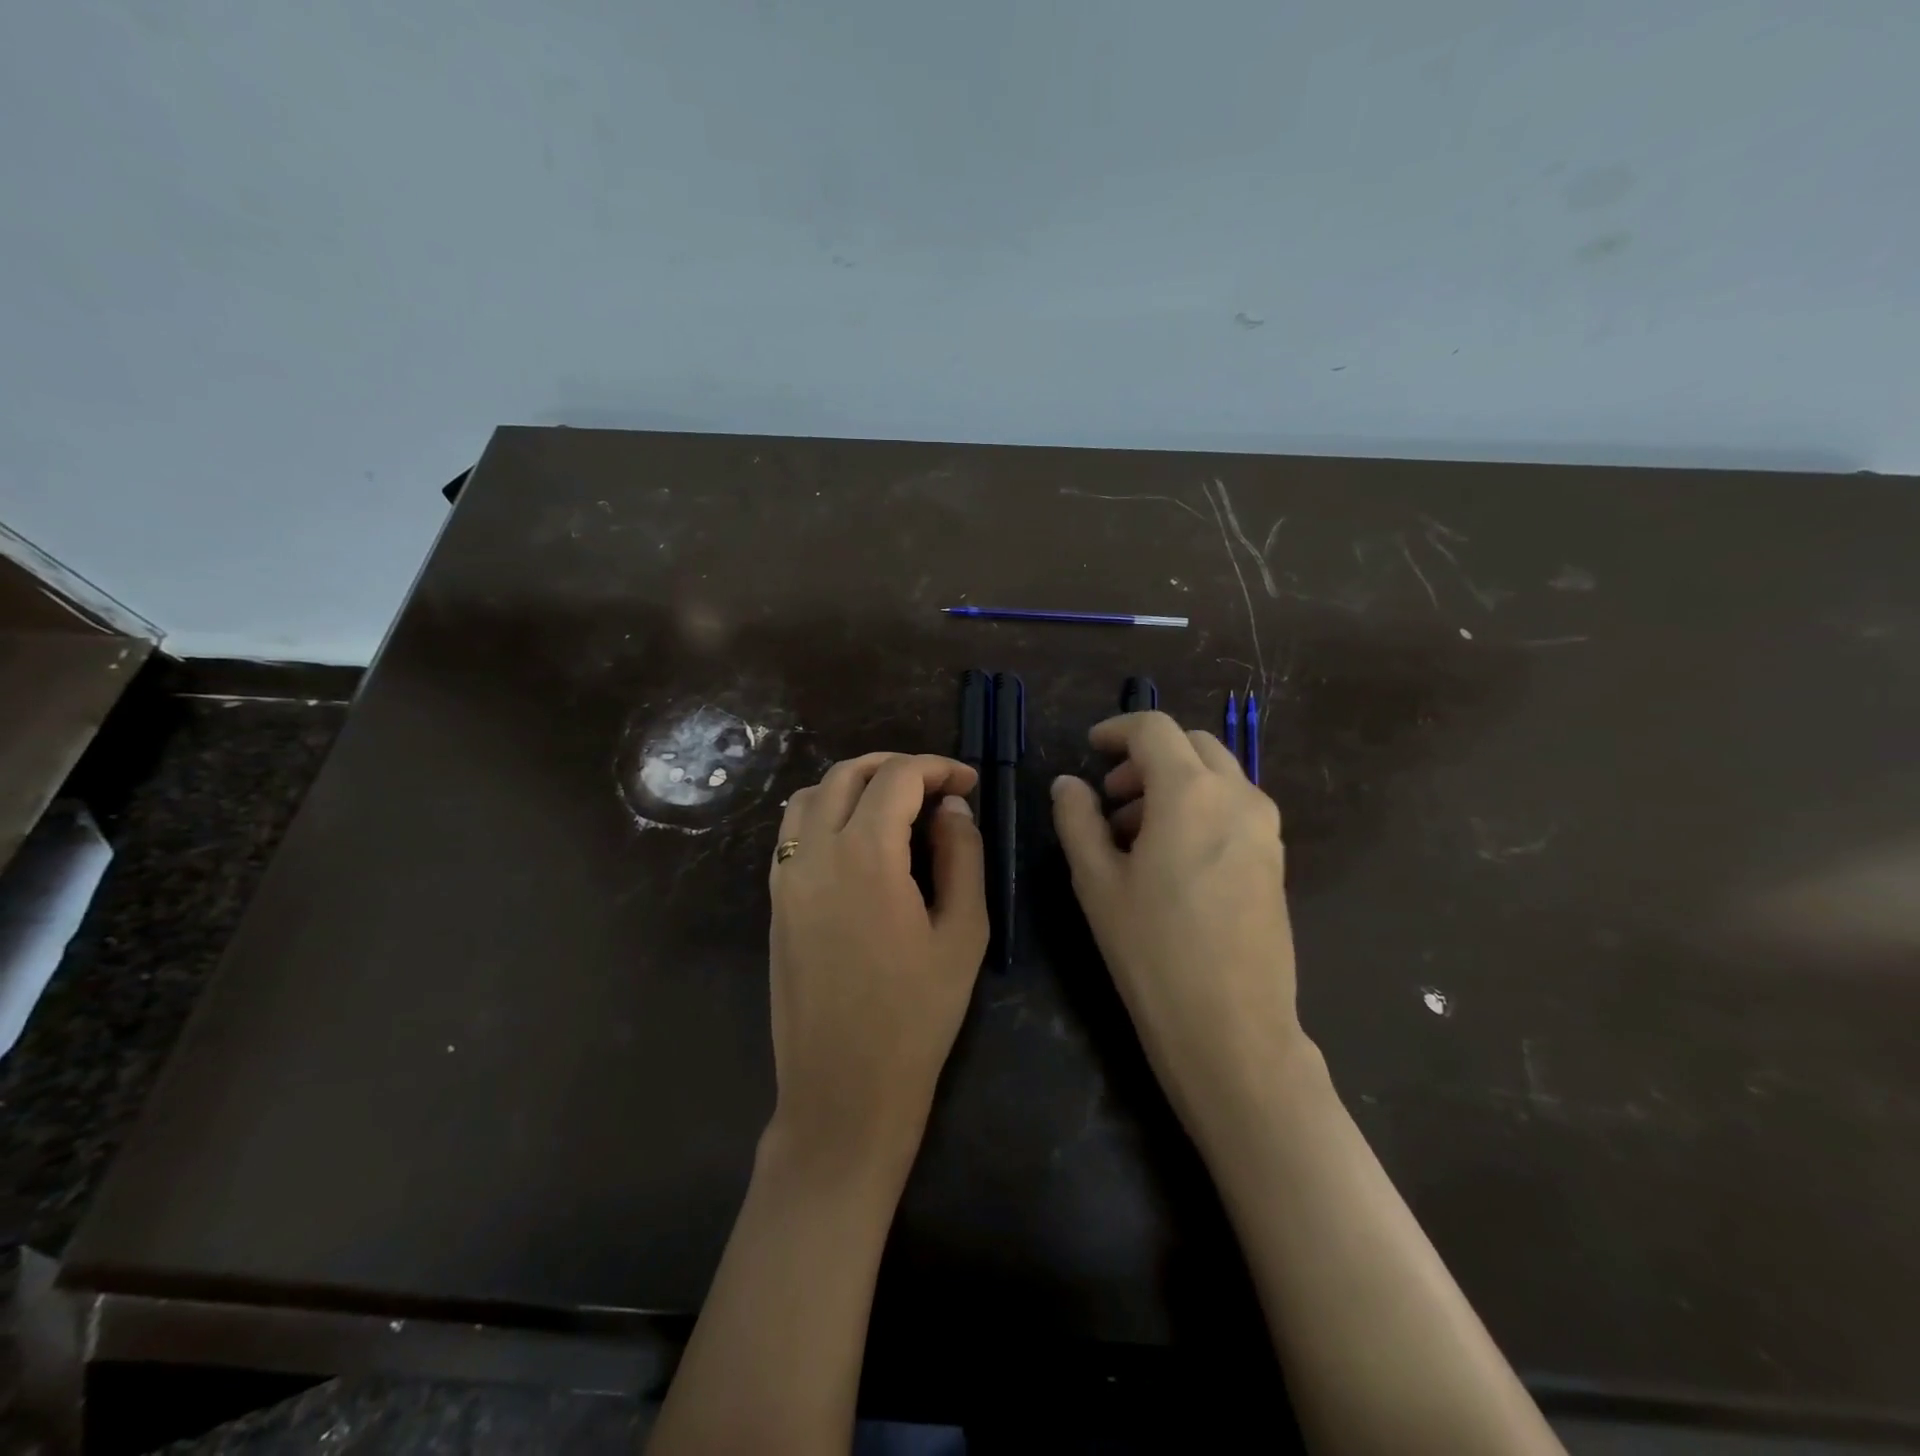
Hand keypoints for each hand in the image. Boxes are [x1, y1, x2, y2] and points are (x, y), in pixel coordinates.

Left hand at [766, 753, 988, 1186]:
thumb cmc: (916, 1017)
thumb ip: (962, 856)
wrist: (842, 1091)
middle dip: (895, 766)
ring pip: (811, 795)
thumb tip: (951, 808)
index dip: (938, 768)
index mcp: (865, 854)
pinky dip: (825, 811)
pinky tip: (857, 839)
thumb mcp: (963, 933)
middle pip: (848, 774)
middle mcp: (815, 852)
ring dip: (855, 784)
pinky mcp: (775, 901)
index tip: (969, 783)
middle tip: (936, 785)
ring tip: (895, 804)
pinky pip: (793, 831)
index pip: (898, 778)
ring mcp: (786, 876)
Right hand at [1050, 712, 1310, 1138]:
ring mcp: (1264, 827)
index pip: (1154, 729)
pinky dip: (1199, 806)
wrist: (1233, 1028)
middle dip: (1146, 757)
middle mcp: (1237, 795)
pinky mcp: (1275, 858)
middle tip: (1109, 797)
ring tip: (1133, 832)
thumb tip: (1068, 784)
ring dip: (1173, 782)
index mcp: (1190, 791)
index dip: (1117, 730)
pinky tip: (1171, 856)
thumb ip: (1077, 819)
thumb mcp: (1097, 881)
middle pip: (1191, 744)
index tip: (1090, 750)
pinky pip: (1234, 807)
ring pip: (1216, 774)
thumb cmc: (1153, 951)